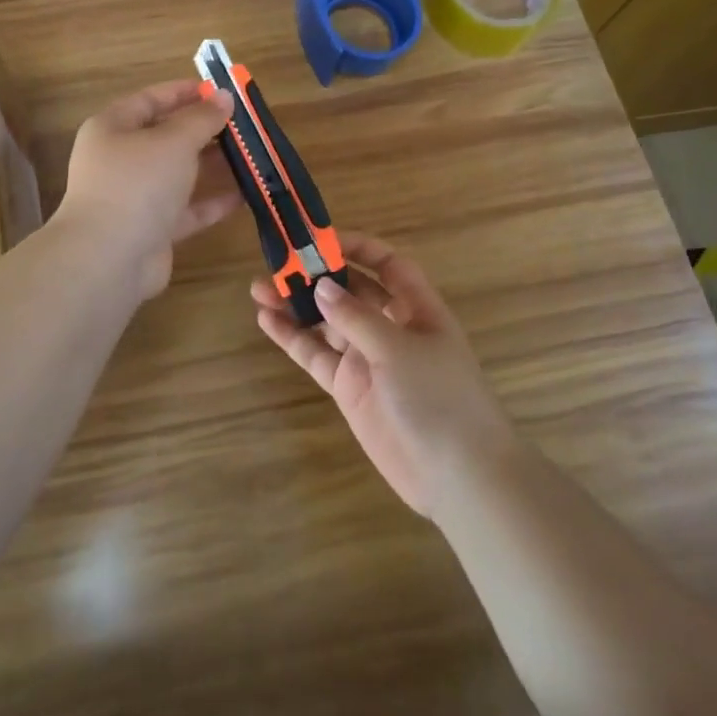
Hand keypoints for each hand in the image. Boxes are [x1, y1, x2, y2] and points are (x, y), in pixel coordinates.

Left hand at [56, 79, 242, 301]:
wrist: (108, 259)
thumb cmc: (137, 184)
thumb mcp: (174, 141)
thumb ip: (202, 118)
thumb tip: (224, 97)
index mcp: (113, 128)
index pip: (151, 99)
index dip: (185, 92)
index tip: (221, 91)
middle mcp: (121, 160)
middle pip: (167, 137)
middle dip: (205, 130)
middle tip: (244, 125)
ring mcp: (135, 197)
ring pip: (179, 174)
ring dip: (213, 165)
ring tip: (252, 156)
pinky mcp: (152, 229)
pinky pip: (187, 209)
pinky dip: (213, 202)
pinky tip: (246, 195)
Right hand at [255, 232, 519, 518]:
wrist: (457, 477)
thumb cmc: (440, 398)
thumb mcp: (399, 349)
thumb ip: (356, 317)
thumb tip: (322, 285)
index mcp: (417, 309)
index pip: (388, 265)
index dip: (358, 248)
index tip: (321, 238)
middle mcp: (391, 328)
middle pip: (350, 291)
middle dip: (317, 275)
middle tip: (278, 262)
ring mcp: (368, 359)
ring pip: (326, 322)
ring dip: (296, 304)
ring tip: (259, 288)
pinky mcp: (349, 388)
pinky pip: (316, 355)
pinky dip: (292, 338)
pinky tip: (266, 320)